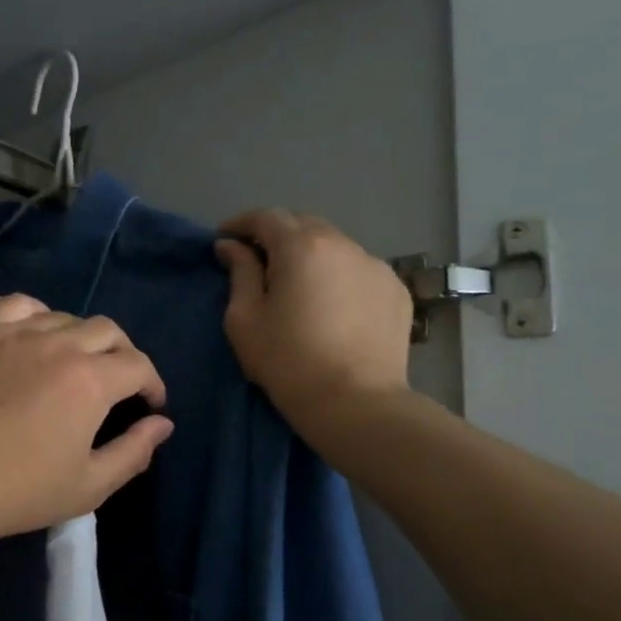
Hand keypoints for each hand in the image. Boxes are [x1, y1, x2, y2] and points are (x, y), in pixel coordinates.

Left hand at [0, 295, 173, 541]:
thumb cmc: (17, 491)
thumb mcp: (88, 486)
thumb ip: (133, 452)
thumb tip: (162, 424)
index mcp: (90, 380)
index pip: (138, 365)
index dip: (152, 384)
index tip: (149, 404)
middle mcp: (57, 343)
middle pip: (107, 331)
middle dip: (123, 356)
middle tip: (117, 384)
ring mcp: (13, 332)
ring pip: (64, 317)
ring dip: (81, 338)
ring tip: (73, 364)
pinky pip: (18, 306)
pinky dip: (37, 316)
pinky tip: (32, 337)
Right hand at [214, 209, 411, 430]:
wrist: (356, 402)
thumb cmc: (288, 361)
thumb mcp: (245, 319)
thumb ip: (239, 273)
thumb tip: (231, 246)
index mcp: (301, 247)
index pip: (266, 217)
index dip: (241, 224)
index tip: (225, 239)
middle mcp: (343, 244)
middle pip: (303, 224)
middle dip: (277, 235)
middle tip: (258, 261)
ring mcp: (375, 265)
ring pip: (335, 246)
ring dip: (310, 255)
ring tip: (297, 284)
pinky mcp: (395, 290)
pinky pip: (358, 270)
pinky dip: (338, 276)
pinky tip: (331, 304)